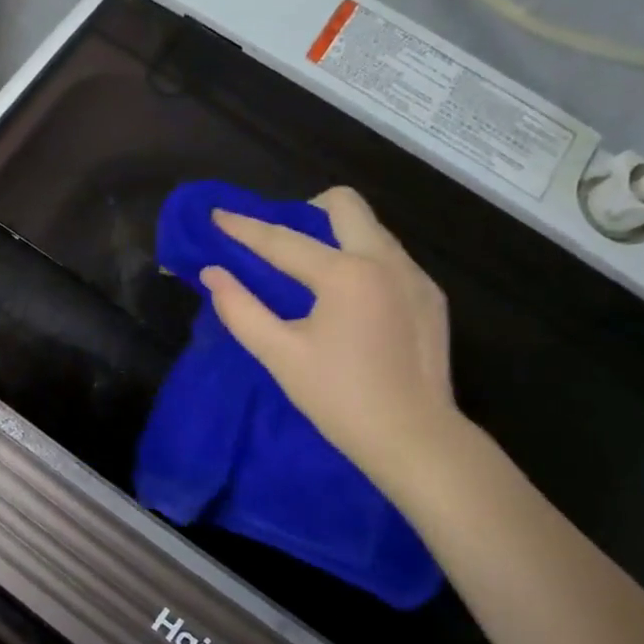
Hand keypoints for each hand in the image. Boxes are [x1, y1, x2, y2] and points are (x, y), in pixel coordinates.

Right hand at [202, 186, 462, 496]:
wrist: (415, 439)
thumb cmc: (339, 399)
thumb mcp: (280, 355)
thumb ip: (240, 309)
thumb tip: (212, 274)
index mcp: (346, 274)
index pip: (283, 240)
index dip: (245, 228)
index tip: (217, 214)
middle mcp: (386, 260)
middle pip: (344, 204)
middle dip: (305, 211)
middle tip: (280, 242)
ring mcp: (416, 276)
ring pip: (371, 228)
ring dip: (335, 235)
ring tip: (310, 272)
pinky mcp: (431, 296)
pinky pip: (390, 256)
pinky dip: (360, 260)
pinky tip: (349, 301)